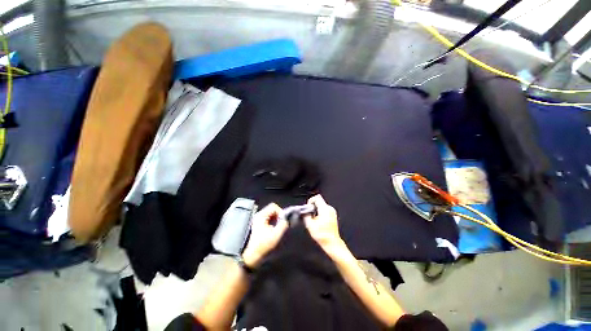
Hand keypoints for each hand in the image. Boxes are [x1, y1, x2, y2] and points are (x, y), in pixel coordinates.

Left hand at [242, 203, 287, 267]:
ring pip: (270, 215)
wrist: (249, 258)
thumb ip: (283, 224)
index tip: (283, 221)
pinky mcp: (257, 226)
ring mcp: (256, 220)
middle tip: (281, 226)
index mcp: (261, 216)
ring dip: (275, 220)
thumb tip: (288, 218)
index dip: (280, 212)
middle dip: (278, 216)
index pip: (274, 206)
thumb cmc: (262, 246)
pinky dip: (272, 223)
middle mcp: (258, 215)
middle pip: (272, 210)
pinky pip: (267, 220)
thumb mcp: (275, 235)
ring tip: (277, 229)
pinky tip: (272, 232)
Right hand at [304, 195, 348, 258]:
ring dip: (316, 210)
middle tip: (310, 215)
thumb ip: (306, 215)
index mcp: (325, 209)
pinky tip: (319, 221)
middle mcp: (330, 209)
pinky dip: (320, 212)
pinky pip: (325, 209)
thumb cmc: (322, 235)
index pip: (317, 197)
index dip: (310, 201)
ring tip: (314, 219)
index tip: (308, 207)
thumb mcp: (310, 225)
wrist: (332, 243)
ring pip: (322, 205)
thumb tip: (304, 211)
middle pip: (319, 201)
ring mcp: (332, 212)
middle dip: (313, 207)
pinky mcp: (333, 215)